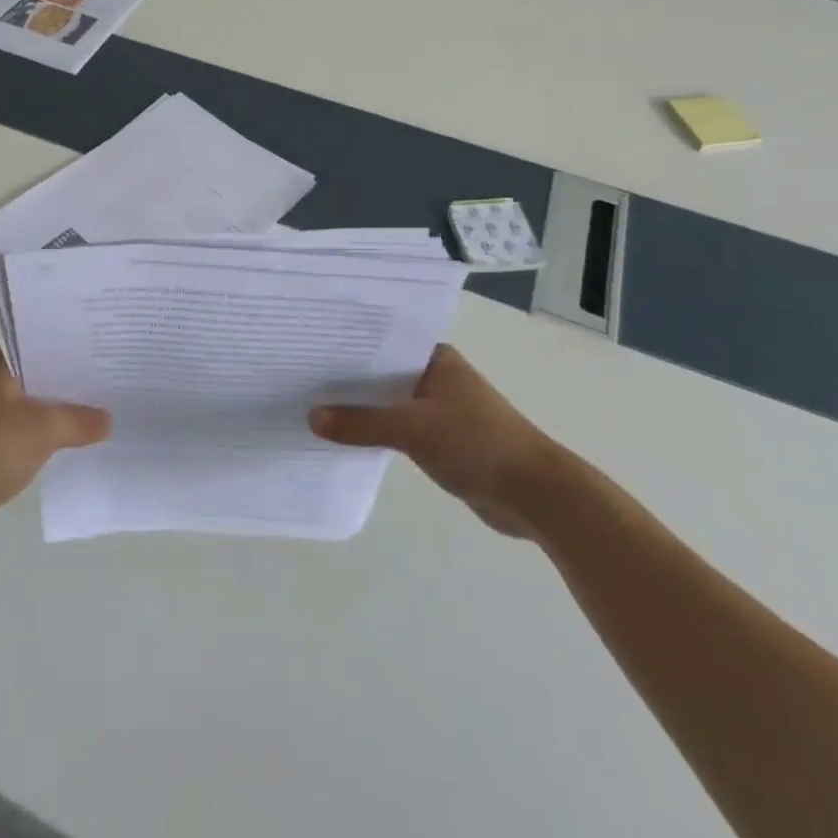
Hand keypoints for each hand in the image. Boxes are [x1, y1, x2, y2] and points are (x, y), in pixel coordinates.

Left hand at [0, 344, 109, 549]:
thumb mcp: (42, 429)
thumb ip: (80, 420)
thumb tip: (109, 420)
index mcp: (1, 360)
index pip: (47, 339)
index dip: (80, 342)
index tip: (113, 343)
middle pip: (45, 370)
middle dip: (77, 377)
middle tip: (119, 374)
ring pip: (39, 401)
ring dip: (65, 408)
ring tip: (109, 405)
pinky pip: (31, 430)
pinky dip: (51, 433)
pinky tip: (81, 438)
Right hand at [310, 344, 563, 538]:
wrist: (536, 495)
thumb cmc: (478, 445)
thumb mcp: (414, 429)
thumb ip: (362, 423)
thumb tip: (312, 417)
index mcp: (436, 358)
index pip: (382, 342)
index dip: (348, 345)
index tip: (309, 346)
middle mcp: (437, 377)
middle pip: (383, 373)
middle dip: (348, 379)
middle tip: (301, 377)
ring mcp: (441, 409)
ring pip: (390, 403)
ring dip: (362, 409)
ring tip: (314, 405)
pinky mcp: (442, 440)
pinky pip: (399, 429)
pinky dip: (378, 432)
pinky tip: (346, 437)